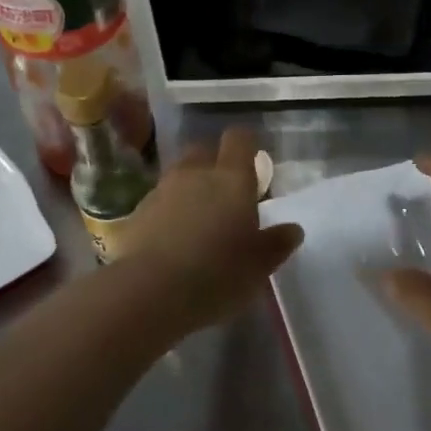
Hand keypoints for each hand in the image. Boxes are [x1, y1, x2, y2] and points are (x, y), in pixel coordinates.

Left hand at [119, 128, 301, 341]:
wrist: (150, 291)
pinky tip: (171, 240)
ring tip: (197, 220)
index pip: (239, 139)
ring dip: (189, 188)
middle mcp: (195, 174)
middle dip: (213, 163)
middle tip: (225, 194)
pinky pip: (158, 202)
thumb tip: (293, 229)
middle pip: (203, 150)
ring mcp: (162, 190)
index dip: (246, 145)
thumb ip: (277, 243)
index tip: (253, 163)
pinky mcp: (137, 213)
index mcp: (232, 179)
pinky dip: (167, 212)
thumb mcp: (259, 266)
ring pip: (178, 175)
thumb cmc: (217, 273)